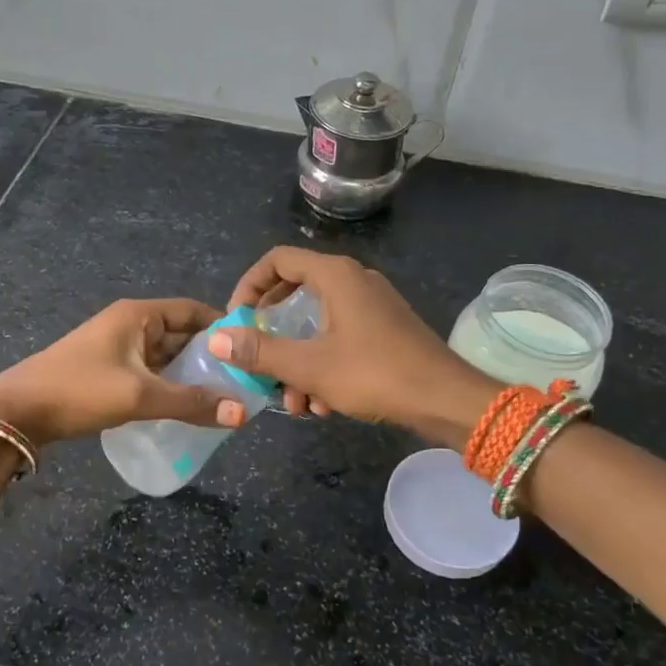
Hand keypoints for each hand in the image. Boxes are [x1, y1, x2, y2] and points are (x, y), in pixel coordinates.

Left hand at [0, 298, 246, 447]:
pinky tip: (185, 407)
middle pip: (181, 333)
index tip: (251, 350)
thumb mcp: (139, 395)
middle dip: (209, 356)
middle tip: (242, 381)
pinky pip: (149, 372)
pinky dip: (168, 385)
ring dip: (189, 374)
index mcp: (138, 314)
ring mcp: (117, 347)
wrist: (17, 410)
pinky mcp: (107, 370)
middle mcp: (130, 323)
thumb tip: (242, 413)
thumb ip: (191, 403)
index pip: (193, 310)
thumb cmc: (80, 390)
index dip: (222, 326)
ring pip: (165, 356)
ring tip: (222, 397)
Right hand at [211, 247, 496, 448]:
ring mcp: (372, 306)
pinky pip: (340, 338)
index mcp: (335, 276)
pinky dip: (324, 366)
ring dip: (298, 362)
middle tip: (257, 361)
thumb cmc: (375, 374)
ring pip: (317, 324)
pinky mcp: (385, 330)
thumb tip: (217, 338)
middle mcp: (354, 281)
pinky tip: (324, 406)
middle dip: (272, 335)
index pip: (277, 260)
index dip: (248, 286)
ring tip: (295, 404)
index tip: (235, 321)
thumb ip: (260, 351)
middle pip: (295, 294)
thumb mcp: (309, 366)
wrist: (448, 401)